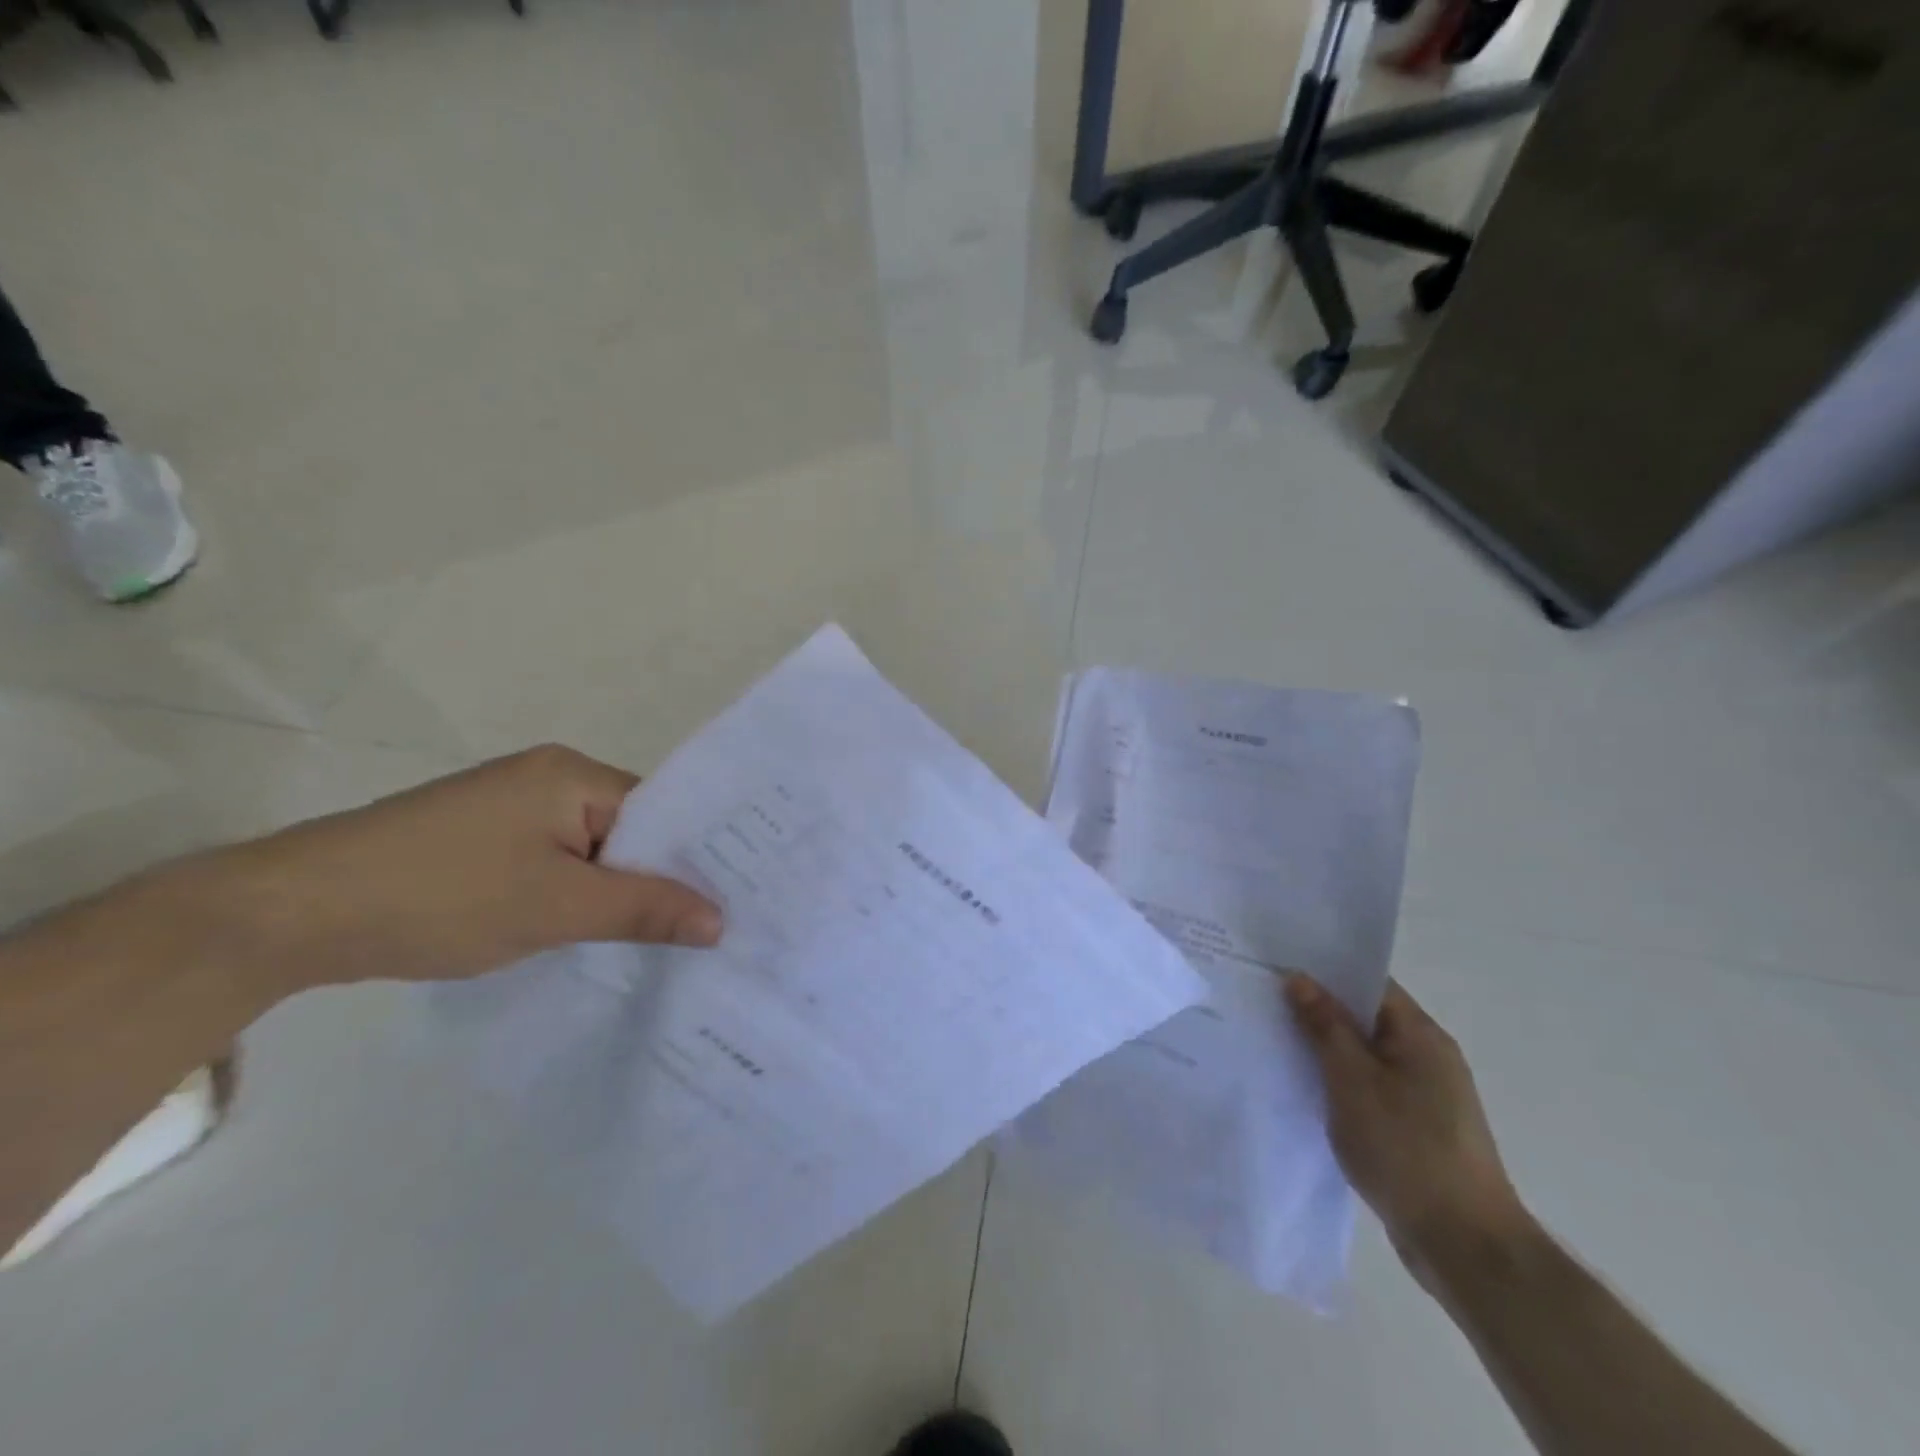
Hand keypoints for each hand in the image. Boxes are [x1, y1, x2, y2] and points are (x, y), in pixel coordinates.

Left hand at [201, 745, 721, 993]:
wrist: (293, 913)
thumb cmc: (442, 894)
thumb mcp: (556, 907)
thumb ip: (644, 909)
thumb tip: (722, 921)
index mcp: (572, 775)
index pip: (662, 812)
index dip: (696, 856)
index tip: (733, 902)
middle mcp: (548, 779)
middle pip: (629, 831)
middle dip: (658, 880)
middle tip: (709, 931)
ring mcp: (511, 809)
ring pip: (591, 853)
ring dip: (614, 893)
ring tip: (661, 940)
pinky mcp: (482, 841)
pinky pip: (554, 864)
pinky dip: (575, 897)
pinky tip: (591, 933)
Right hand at [1286, 974, 1530, 1279]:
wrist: (1465, 1246)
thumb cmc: (1406, 1149)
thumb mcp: (1352, 1079)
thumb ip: (1325, 1025)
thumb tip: (1300, 978)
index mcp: (1420, 1035)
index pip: (1368, 983)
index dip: (1324, 971)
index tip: (1277, 965)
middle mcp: (1428, 1056)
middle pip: (1365, 1017)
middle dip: (1317, 1009)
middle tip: (1264, 1000)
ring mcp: (1426, 1095)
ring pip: (1364, 1055)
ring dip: (1325, 1049)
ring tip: (1274, 1040)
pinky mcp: (1417, 1128)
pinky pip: (1369, 1087)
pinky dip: (1339, 1083)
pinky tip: (1305, 1090)